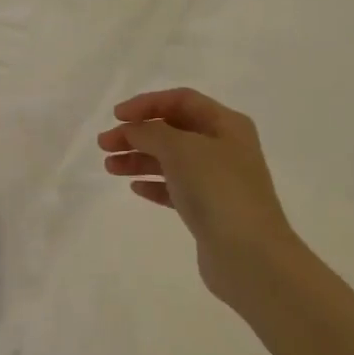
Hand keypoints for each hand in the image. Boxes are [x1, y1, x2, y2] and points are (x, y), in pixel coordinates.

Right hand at [98, 87, 295, 310]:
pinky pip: (176, 188)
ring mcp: (218, 180)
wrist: (249, 255)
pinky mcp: (210, 210)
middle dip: (137, 133)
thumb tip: (132, 130)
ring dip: (139, 159)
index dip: (147, 103)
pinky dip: (154, 184)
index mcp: (226, 124)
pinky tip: (135, 187)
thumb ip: (150, 132)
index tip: (116, 116)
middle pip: (173, 130)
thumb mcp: (180, 149)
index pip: (181, 100)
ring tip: (109, 167)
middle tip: (104, 145)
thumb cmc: (217, 189)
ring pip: (171, 160)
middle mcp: (225, 147)